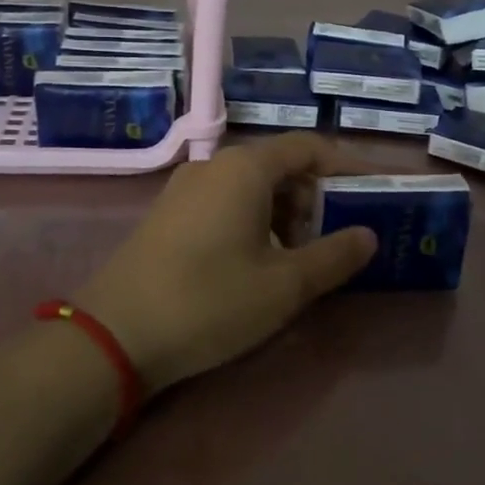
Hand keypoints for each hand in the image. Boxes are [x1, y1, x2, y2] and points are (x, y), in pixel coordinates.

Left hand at [75, 133, 377, 392]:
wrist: (113, 336)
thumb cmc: (210, 301)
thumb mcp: (284, 285)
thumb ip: (334, 256)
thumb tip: (369, 236)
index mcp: (246, 168)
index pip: (309, 148)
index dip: (346, 167)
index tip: (372, 193)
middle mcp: (214, 166)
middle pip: (280, 166)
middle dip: (315, 198)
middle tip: (337, 238)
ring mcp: (184, 189)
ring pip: (251, 187)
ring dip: (284, 214)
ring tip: (300, 258)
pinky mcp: (167, 215)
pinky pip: (224, 203)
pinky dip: (253, 222)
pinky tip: (256, 263)